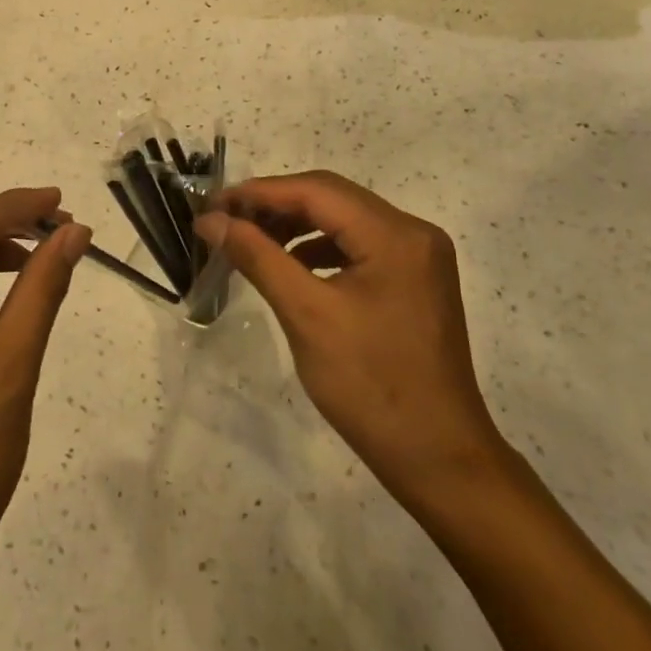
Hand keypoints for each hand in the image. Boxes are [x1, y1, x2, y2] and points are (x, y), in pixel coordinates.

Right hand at [195, 172, 509, 514]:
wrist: (439, 460)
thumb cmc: (371, 387)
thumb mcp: (306, 316)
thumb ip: (258, 257)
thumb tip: (211, 220)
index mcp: (395, 235)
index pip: (316, 191)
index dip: (259, 192)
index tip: (212, 205)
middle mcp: (413, 232)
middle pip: (332, 198)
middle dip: (275, 205)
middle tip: (226, 221)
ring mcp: (419, 256)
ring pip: (343, 220)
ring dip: (296, 225)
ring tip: (250, 241)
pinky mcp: (414, 279)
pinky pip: (358, 245)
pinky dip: (320, 248)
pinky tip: (291, 267)